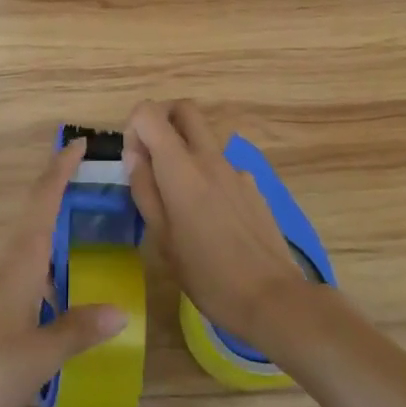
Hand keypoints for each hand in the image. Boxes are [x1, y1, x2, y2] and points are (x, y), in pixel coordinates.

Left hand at [0, 140, 126, 406]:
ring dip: (38, 277)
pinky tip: (25, 335)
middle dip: (55, 238)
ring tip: (61, 306)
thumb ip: (79, 329)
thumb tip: (120, 310)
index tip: (76, 143)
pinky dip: (18, 300)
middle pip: (29, 237)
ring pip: (12, 270)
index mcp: (16, 264)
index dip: (59, 171)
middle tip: (84, 252)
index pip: (41, 203)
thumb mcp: (43, 355)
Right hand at [124, 100, 310, 348]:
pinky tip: (209, 216)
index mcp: (180, 168)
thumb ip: (145, 190)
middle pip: (184, 109)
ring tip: (177, 196)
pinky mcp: (252, 185)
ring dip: (184, 148)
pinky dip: (207, 174)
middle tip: (151, 156)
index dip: (135, 128)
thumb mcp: (161, 238)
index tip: (134, 161)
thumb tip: (134, 154)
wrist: (272, 297)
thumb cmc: (206, 274)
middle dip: (162, 119)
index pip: (150, 113)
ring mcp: (235, 169)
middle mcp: (209, 157)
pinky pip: (222, 165)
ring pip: (204, 137)